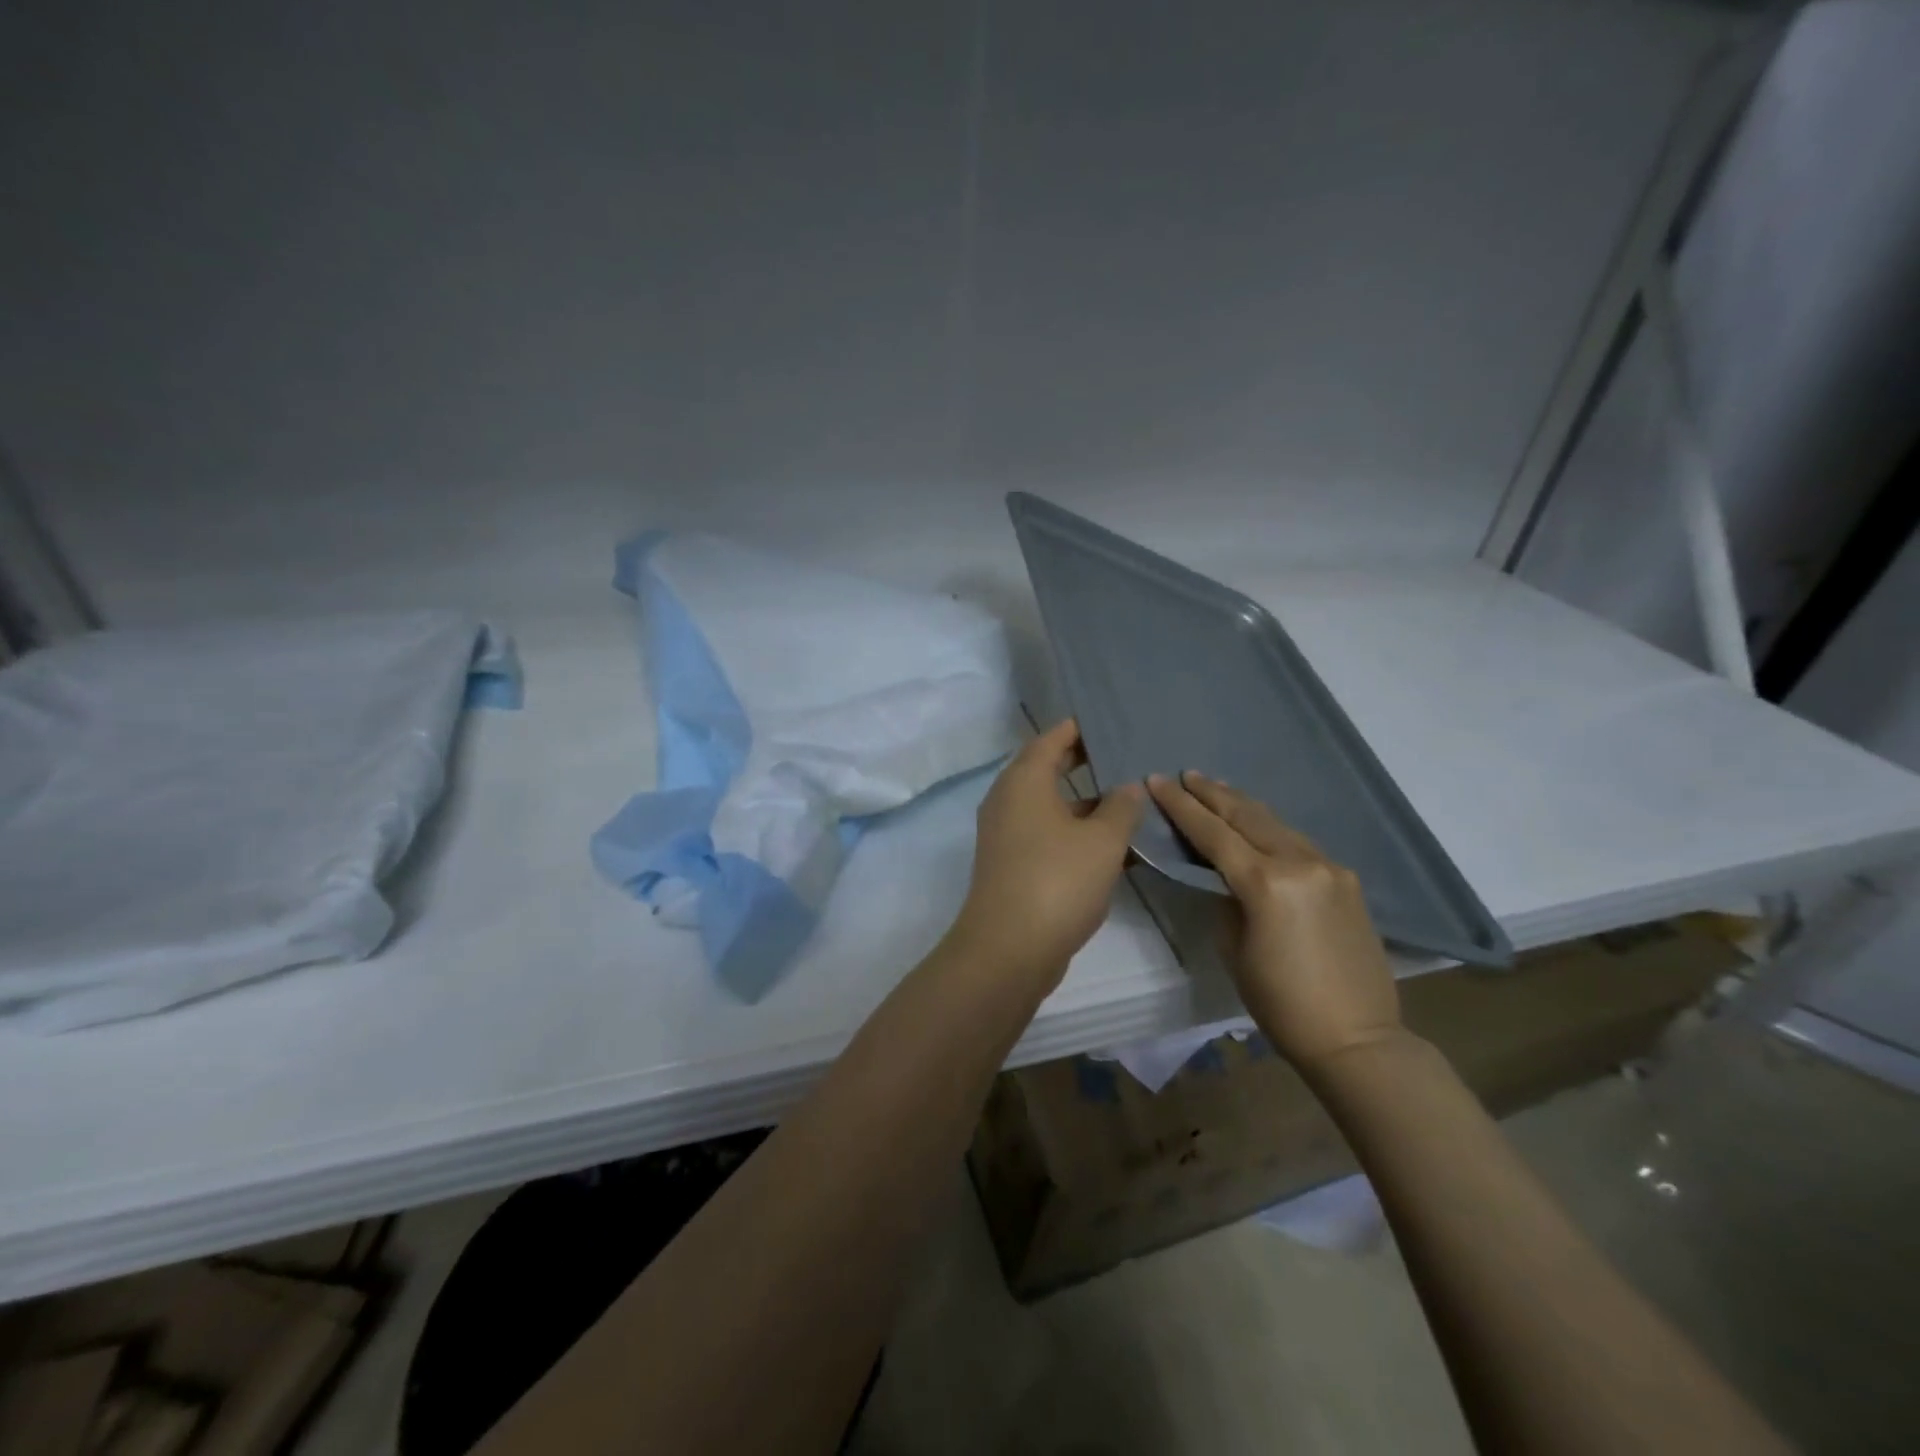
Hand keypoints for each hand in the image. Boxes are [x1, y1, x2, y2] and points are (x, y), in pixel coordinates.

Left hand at [949, 719, 1145, 986]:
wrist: (1009, 949)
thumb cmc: (1057, 880)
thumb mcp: (1102, 840)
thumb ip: (1122, 806)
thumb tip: (1129, 786)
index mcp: (1024, 780)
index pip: (1053, 738)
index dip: (1082, 728)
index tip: (1113, 722)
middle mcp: (1009, 800)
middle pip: (1050, 769)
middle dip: (1088, 763)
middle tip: (1129, 756)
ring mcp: (1007, 834)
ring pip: (1052, 806)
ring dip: (1088, 803)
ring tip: (1133, 799)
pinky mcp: (1013, 864)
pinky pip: (1049, 835)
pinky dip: (1078, 833)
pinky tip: (1116, 846)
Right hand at [1148, 771, 1400, 1069]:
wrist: (1358, 1038)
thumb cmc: (1281, 1003)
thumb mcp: (1235, 950)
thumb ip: (1226, 900)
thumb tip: (1225, 877)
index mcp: (1265, 883)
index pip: (1213, 832)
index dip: (1181, 806)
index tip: (1157, 781)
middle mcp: (1300, 863)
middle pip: (1247, 815)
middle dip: (1212, 793)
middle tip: (1186, 775)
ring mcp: (1329, 867)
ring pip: (1276, 822)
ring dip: (1242, 805)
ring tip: (1216, 788)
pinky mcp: (1347, 880)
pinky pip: (1299, 842)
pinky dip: (1270, 827)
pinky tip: (1257, 824)